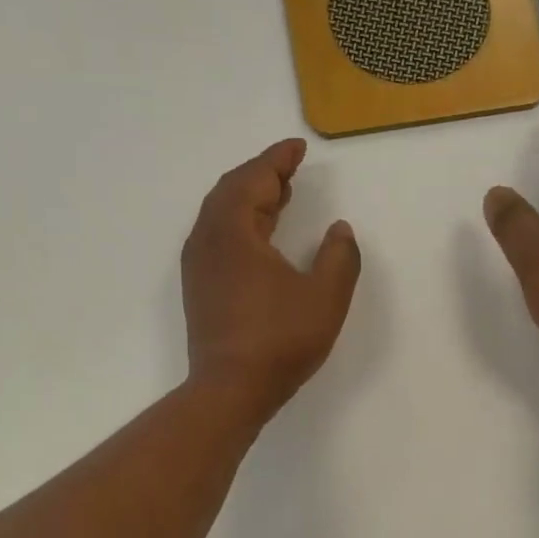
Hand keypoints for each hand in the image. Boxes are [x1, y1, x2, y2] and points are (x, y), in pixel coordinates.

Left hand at [183, 138, 361, 422]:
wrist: (230, 390)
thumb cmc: (280, 341)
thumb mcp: (325, 298)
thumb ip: (339, 257)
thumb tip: (339, 231)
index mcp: (234, 232)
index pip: (254, 180)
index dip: (278, 160)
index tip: (298, 147)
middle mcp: (208, 241)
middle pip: (230, 192)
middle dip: (261, 175)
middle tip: (290, 170)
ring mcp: (198, 266)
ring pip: (220, 216)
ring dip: (249, 200)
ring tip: (279, 198)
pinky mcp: (199, 289)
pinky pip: (217, 238)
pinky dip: (239, 225)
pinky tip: (259, 239)